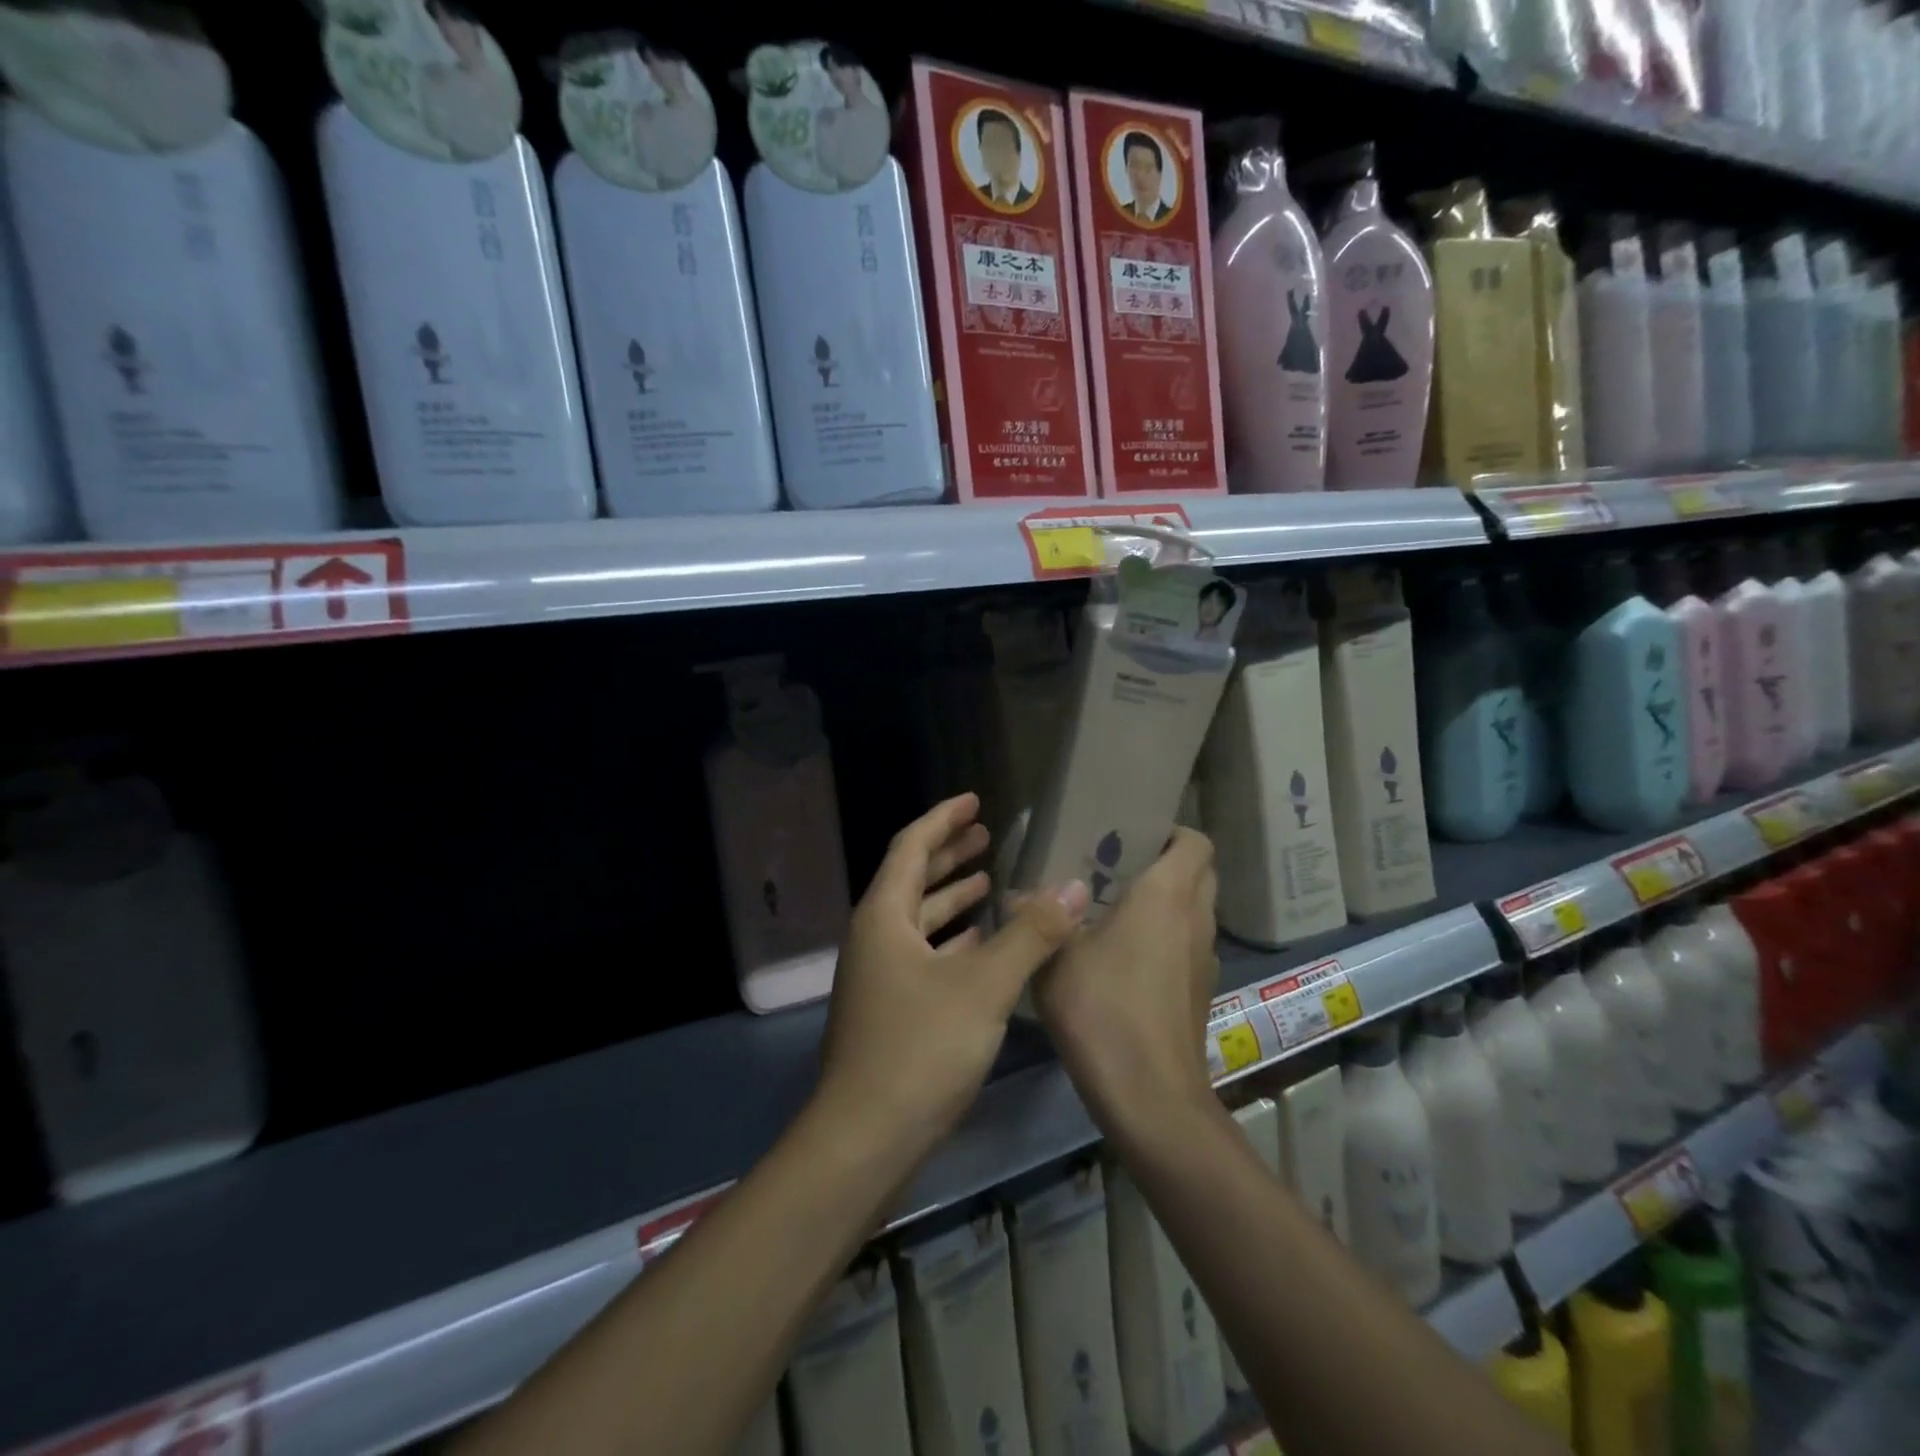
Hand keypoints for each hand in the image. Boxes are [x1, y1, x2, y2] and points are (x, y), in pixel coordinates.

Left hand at [817, 794, 1090, 1162]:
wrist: (865, 1139)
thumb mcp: (984, 985)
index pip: (911, 846)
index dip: (943, 819)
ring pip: (918, 920)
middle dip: (949, 854)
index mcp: (885, 916)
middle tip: (988, 834)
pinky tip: (981, 944)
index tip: (975, 800)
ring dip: (952, 898)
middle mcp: (875, 937)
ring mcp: (880, 975)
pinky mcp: (890, 1009)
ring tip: (990, 881)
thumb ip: (1031, 933)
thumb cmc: (920, 1048)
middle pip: (913, 878)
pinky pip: (923, 955)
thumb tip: (1075, 885)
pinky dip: (951, 941)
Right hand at [1033, 828, 1218, 1137]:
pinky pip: (1189, 944)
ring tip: (1115, 909)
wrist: (1151, 1098)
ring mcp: (1204, 958)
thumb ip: (1039, 920)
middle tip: (1117, 867)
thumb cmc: (1103, 1011)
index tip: (1131, 835)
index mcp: (1167, 896)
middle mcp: (1196, 919)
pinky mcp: (1201, 991)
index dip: (1171, 831)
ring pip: (1197, 910)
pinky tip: (1125, 959)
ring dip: (1168, 902)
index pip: (1195, 841)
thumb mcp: (1056, 958)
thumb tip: (1015, 896)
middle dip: (1167, 862)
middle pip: (1200, 872)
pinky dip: (1168, 937)